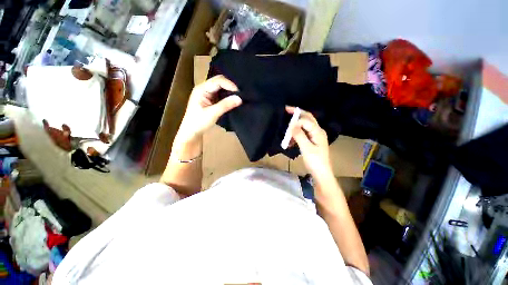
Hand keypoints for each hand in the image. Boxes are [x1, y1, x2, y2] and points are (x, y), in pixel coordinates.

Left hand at [177, 75, 241, 141]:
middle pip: (219, 81)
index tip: (239, 93)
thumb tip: (240, 98)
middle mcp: (203, 88)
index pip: (218, 81)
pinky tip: (232, 99)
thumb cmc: (199, 123)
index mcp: (201, 89)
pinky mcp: (209, 99)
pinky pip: (220, 94)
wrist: (191, 132)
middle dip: (230, 86)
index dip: (229, 84)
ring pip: (220, 87)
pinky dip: (227, 95)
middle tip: (240, 94)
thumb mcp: (213, 113)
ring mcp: (206, 94)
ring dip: (229, 91)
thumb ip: (226, 105)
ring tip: (238, 96)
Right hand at [286, 106, 331, 176]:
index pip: (305, 121)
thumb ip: (299, 135)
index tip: (287, 128)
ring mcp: (315, 135)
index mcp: (318, 131)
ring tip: (287, 129)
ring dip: (295, 126)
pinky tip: (290, 140)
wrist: (321, 173)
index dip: (295, 122)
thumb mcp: (306, 148)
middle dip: (297, 113)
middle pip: (307, 118)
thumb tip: (292, 124)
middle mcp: (317, 131)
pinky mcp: (312, 140)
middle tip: (286, 109)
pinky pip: (303, 133)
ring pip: (304, 125)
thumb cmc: (315, 161)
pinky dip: (296, 134)